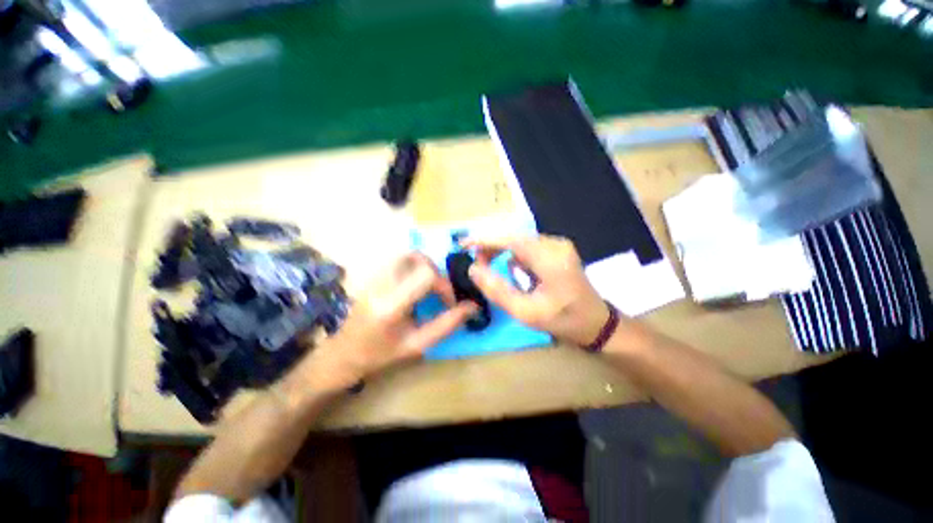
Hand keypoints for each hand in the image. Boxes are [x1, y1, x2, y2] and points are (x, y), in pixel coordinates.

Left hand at [304, 253, 476, 389]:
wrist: (343, 354)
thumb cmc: (381, 354)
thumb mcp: (417, 345)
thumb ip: (447, 325)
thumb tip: (472, 307)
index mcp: (391, 305)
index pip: (425, 275)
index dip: (444, 285)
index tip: (448, 302)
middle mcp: (380, 284)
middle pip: (415, 256)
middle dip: (434, 271)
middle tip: (438, 291)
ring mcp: (373, 276)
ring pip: (405, 254)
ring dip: (423, 266)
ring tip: (427, 286)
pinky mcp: (370, 274)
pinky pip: (396, 260)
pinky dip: (412, 266)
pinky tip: (413, 285)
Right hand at [463, 235, 609, 346]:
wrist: (597, 323)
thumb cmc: (564, 321)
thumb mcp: (526, 312)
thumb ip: (497, 290)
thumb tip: (474, 269)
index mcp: (550, 258)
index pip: (510, 240)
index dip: (484, 239)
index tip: (463, 244)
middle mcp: (555, 244)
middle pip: (513, 237)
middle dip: (491, 247)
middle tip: (477, 265)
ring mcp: (558, 245)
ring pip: (519, 241)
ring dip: (501, 251)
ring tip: (490, 268)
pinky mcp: (557, 249)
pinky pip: (527, 247)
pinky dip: (513, 255)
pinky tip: (514, 271)